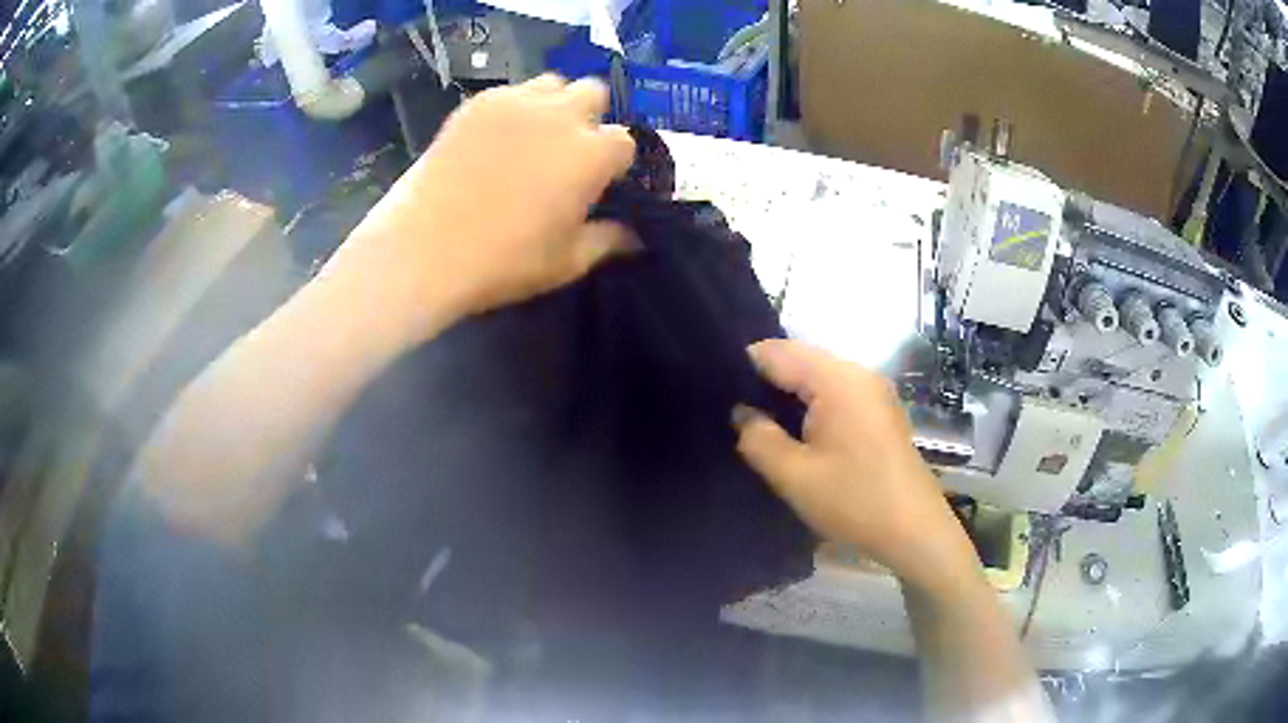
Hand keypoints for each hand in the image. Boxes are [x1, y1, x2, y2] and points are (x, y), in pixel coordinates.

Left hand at [321, 75, 636, 344]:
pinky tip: (495, 138)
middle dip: (590, 116)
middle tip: (568, 150)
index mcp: (592, 153)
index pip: (624, 141)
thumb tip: (635, 237)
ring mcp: (516, 102)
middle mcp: (561, 115)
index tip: (600, 181)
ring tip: (533, 135)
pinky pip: (509, 92)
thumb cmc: (503, 261)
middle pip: (593, 93)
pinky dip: (513, 108)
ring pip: (551, 83)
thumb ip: (607, 241)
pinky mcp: (477, 103)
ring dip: (554, 103)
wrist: (423, 249)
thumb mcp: (566, 263)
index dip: (615, 161)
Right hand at [734, 339, 978, 591]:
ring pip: (816, 376)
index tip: (712, 391)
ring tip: (755, 422)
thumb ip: (757, 438)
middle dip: (763, 381)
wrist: (915, 530)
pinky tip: (794, 432)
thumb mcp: (794, 476)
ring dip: (786, 395)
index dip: (740, 366)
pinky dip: (810, 405)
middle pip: (798, 359)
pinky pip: (834, 392)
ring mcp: (872, 390)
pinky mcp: (878, 410)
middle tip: (728, 411)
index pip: (776, 351)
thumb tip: (740, 412)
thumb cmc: (855, 502)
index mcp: (837, 379)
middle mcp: (857, 373)